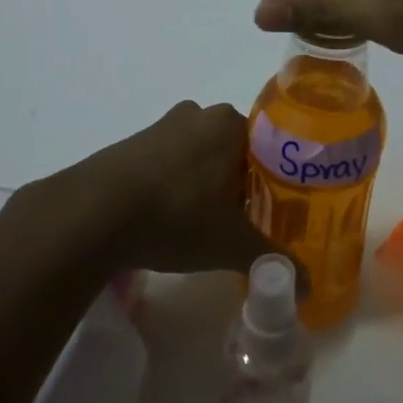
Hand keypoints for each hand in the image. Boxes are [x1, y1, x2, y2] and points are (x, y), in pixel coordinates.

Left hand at [48, 101, 274, 275]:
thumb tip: (309, 288)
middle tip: (242, 221)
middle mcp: (198, 114)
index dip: (274, 180)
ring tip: (204, 223)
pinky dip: (173, 184)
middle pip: (234, 149)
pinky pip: (167, 161)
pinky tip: (167, 217)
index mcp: (230, 124)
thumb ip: (272, 260)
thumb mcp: (231, 245)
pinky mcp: (130, 143)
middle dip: (240, 182)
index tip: (271, 211)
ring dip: (205, 183)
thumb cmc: (176, 216)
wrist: (93, 214)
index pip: (269, 146)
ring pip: (198, 154)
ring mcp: (161, 126)